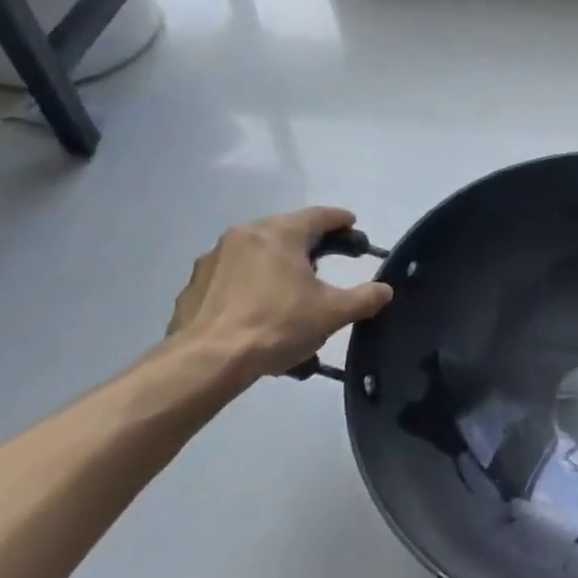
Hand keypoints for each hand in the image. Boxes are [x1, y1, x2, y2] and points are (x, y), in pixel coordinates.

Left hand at [167, 208, 392, 379]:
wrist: (207, 361)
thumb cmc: (277, 324)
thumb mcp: (333, 313)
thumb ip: (365, 298)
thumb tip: (384, 290)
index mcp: (280, 233)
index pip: (319, 216)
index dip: (340, 220)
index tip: (353, 226)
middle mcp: (245, 235)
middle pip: (286, 231)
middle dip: (310, 244)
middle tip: (328, 260)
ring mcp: (213, 260)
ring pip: (257, 254)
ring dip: (278, 266)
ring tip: (292, 292)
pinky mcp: (193, 287)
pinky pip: (232, 278)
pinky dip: (250, 286)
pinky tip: (258, 312)